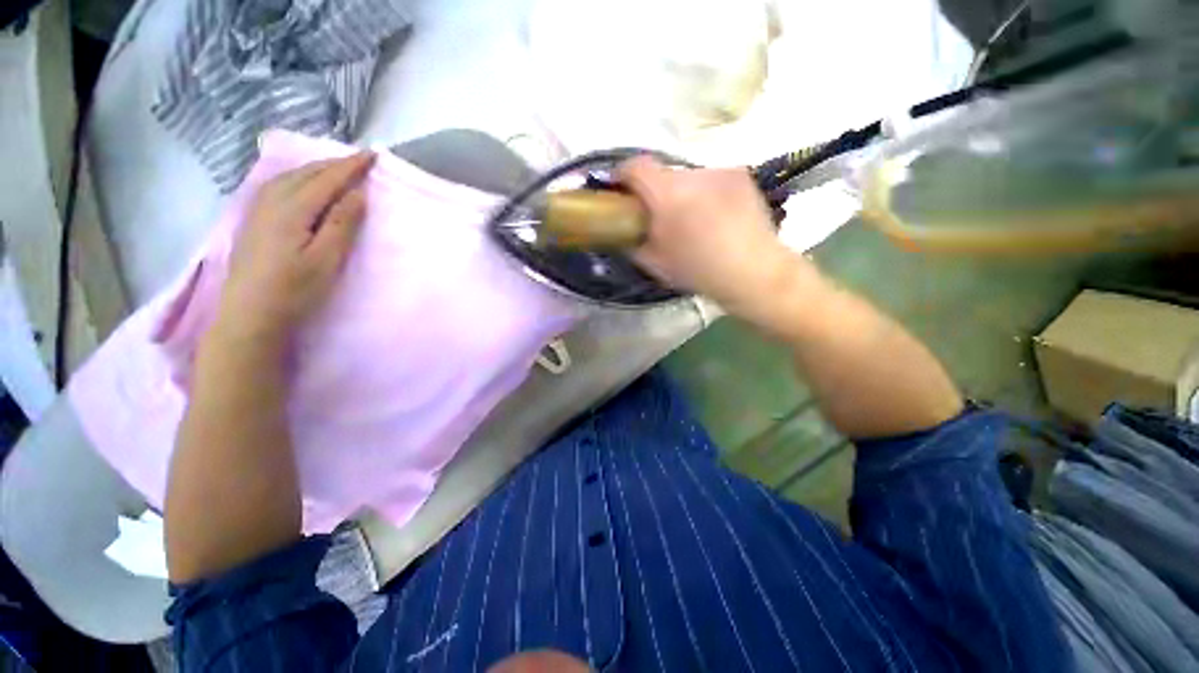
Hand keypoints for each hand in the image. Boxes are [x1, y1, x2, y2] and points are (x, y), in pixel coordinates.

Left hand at [216, 152, 374, 343]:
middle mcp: (272, 199)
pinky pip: (279, 185)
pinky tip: (303, 183)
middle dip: (335, 164)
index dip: (351, 167)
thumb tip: (358, 193)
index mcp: (293, 208)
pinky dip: (299, 177)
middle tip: (360, 162)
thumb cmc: (295, 289)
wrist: (250, 312)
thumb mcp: (327, 258)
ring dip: (317, 169)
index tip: (373, 156)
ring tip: (337, 170)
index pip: (327, 179)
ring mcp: (259, 207)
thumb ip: (342, 223)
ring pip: (291, 176)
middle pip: (307, 173)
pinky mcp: (254, 218)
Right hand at [619, 156, 805, 313]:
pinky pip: (710, 180)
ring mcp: (720, 171)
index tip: (620, 190)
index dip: (622, 175)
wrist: (754, 272)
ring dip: (682, 193)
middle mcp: (692, 174)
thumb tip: (624, 229)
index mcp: (667, 195)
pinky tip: (716, 216)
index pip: (635, 166)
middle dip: (655, 192)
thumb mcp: (655, 263)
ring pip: (688, 177)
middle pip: (663, 173)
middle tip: (660, 217)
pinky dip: (705, 193)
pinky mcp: (740, 174)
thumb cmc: (698, 271)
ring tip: (692, 220)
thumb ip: (633, 241)